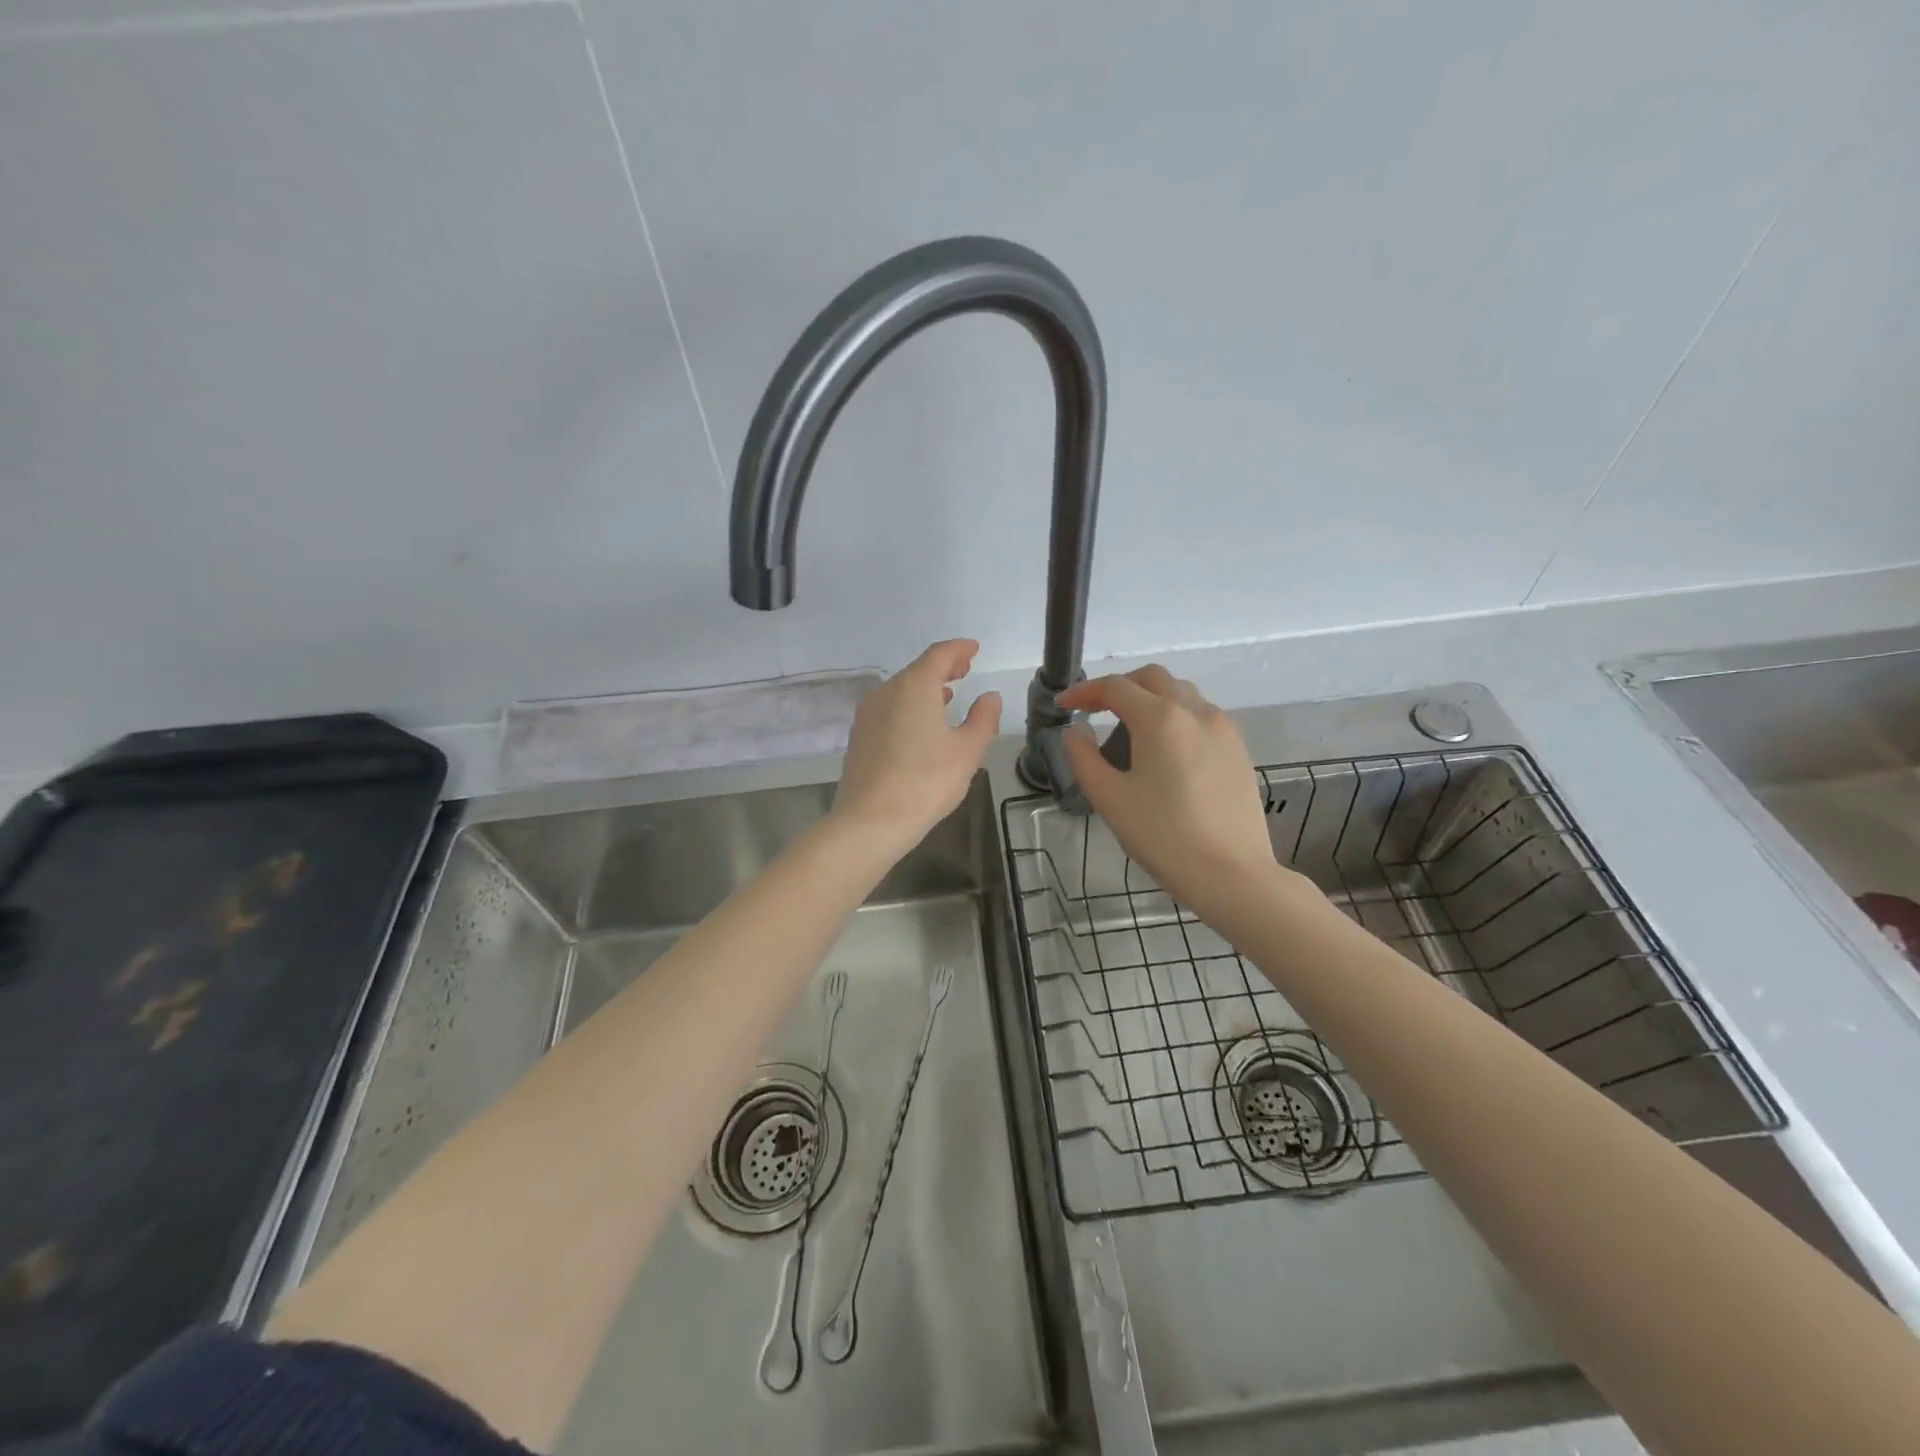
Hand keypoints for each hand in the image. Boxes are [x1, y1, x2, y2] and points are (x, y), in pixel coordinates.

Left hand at [833, 639, 1001, 849]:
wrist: (870, 821)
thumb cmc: (925, 782)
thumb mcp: (967, 751)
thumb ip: (983, 719)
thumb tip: (989, 697)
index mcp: (914, 687)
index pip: (939, 655)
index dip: (959, 649)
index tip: (973, 648)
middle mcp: (886, 692)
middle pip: (917, 670)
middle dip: (942, 667)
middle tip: (964, 669)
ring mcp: (868, 715)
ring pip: (900, 691)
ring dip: (925, 689)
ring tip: (947, 696)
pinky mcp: (859, 738)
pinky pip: (889, 710)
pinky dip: (908, 707)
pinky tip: (920, 725)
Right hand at [1059, 667, 1284, 923]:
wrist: (1232, 874)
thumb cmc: (1164, 836)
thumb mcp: (1110, 799)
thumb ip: (1084, 758)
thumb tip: (1075, 731)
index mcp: (1160, 719)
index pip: (1115, 687)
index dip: (1083, 692)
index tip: (1063, 706)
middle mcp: (1195, 711)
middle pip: (1153, 679)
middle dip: (1120, 688)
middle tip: (1097, 712)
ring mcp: (1223, 728)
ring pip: (1181, 694)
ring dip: (1151, 700)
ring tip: (1130, 734)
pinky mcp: (1238, 749)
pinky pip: (1201, 716)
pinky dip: (1175, 718)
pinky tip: (1165, 753)